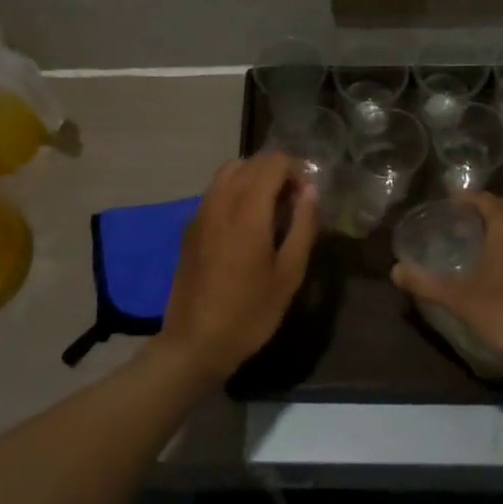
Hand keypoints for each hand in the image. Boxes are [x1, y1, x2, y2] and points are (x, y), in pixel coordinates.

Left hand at [158, 154, 318, 383]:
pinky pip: (216, 191)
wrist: (195, 342)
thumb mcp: (289, 274)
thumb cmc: (249, 312)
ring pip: (229, 172)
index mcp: (248, 209)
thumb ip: (303, 226)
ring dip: (254, 177)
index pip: (273, 162)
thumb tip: (311, 191)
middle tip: (293, 202)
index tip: (306, 197)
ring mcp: (201, 211)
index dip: (296, 170)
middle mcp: (221, 200)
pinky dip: (235, 190)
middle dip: (277, 172)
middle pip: (251, 162)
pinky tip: (246, 223)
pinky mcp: (191, 226)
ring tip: (271, 209)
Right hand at [390, 193, 502, 371]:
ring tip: (474, 240)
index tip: (445, 203)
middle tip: (455, 221)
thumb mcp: (458, 297)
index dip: (464, 198)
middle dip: (481, 211)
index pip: (485, 199)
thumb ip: (424, 281)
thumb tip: (395, 270)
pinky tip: (497, 266)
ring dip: (498, 227)